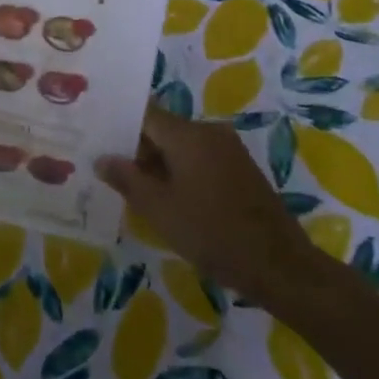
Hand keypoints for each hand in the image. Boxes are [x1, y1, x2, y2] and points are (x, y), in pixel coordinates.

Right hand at [96, 106, 315, 296]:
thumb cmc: (212, 233)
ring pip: (182, 146)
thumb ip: (127, 179)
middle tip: (110, 170)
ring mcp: (229, 149)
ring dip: (160, 163)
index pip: (144, 113)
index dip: (119, 124)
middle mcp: (209, 131)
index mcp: (187, 134)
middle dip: (137, 149)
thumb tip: (102, 158)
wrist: (280, 266)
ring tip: (135, 188)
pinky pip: (201, 159)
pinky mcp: (241, 169)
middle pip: (163, 129)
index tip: (98, 138)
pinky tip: (170, 199)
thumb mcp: (160, 210)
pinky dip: (182, 172)